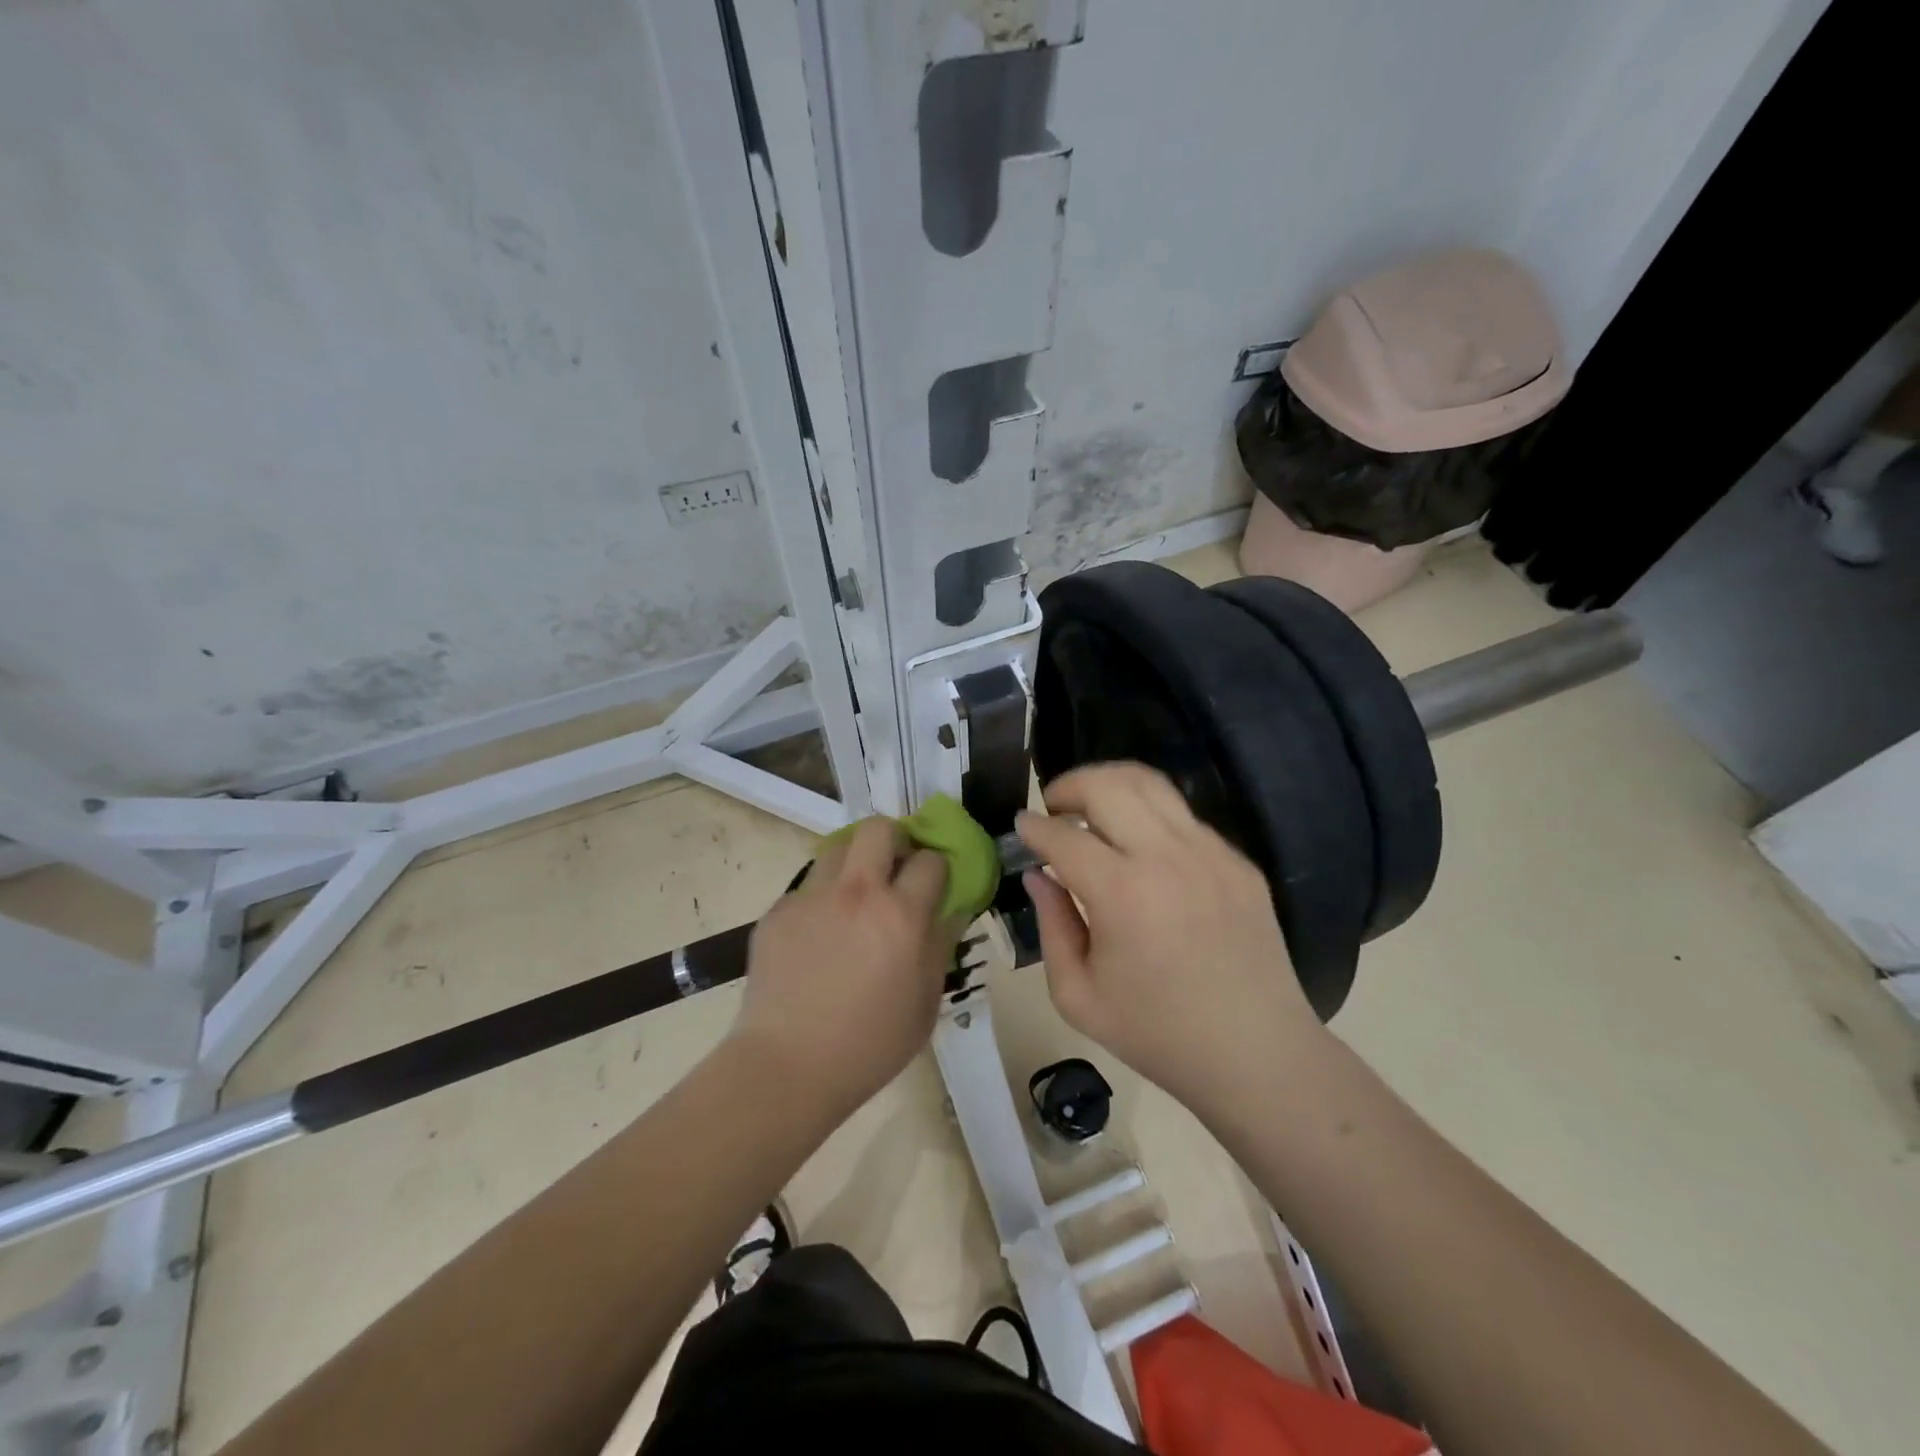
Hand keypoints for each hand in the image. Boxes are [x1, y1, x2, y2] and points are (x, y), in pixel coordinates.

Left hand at [731, 818, 958, 1122]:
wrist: (788, 1066)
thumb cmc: (870, 1045)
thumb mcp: (926, 1002)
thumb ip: (940, 945)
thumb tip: (950, 910)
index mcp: (900, 915)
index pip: (930, 860)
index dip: (937, 869)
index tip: (933, 885)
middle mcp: (857, 892)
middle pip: (879, 828)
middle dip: (894, 841)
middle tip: (893, 871)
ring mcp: (812, 897)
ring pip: (837, 848)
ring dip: (854, 864)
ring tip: (853, 900)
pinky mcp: (778, 911)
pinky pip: (807, 888)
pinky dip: (820, 901)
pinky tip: (818, 939)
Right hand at [1016, 762, 1324, 1116]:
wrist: (1256, 1055)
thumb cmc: (1157, 1035)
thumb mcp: (1078, 996)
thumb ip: (1051, 925)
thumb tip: (1038, 875)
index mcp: (1122, 894)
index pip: (1063, 835)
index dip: (1033, 827)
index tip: (1020, 827)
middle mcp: (1167, 858)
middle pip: (1107, 785)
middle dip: (1069, 785)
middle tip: (1053, 807)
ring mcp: (1211, 853)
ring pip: (1151, 784)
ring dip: (1110, 785)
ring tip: (1092, 809)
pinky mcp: (1239, 861)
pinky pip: (1184, 817)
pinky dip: (1150, 816)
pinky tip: (1141, 850)